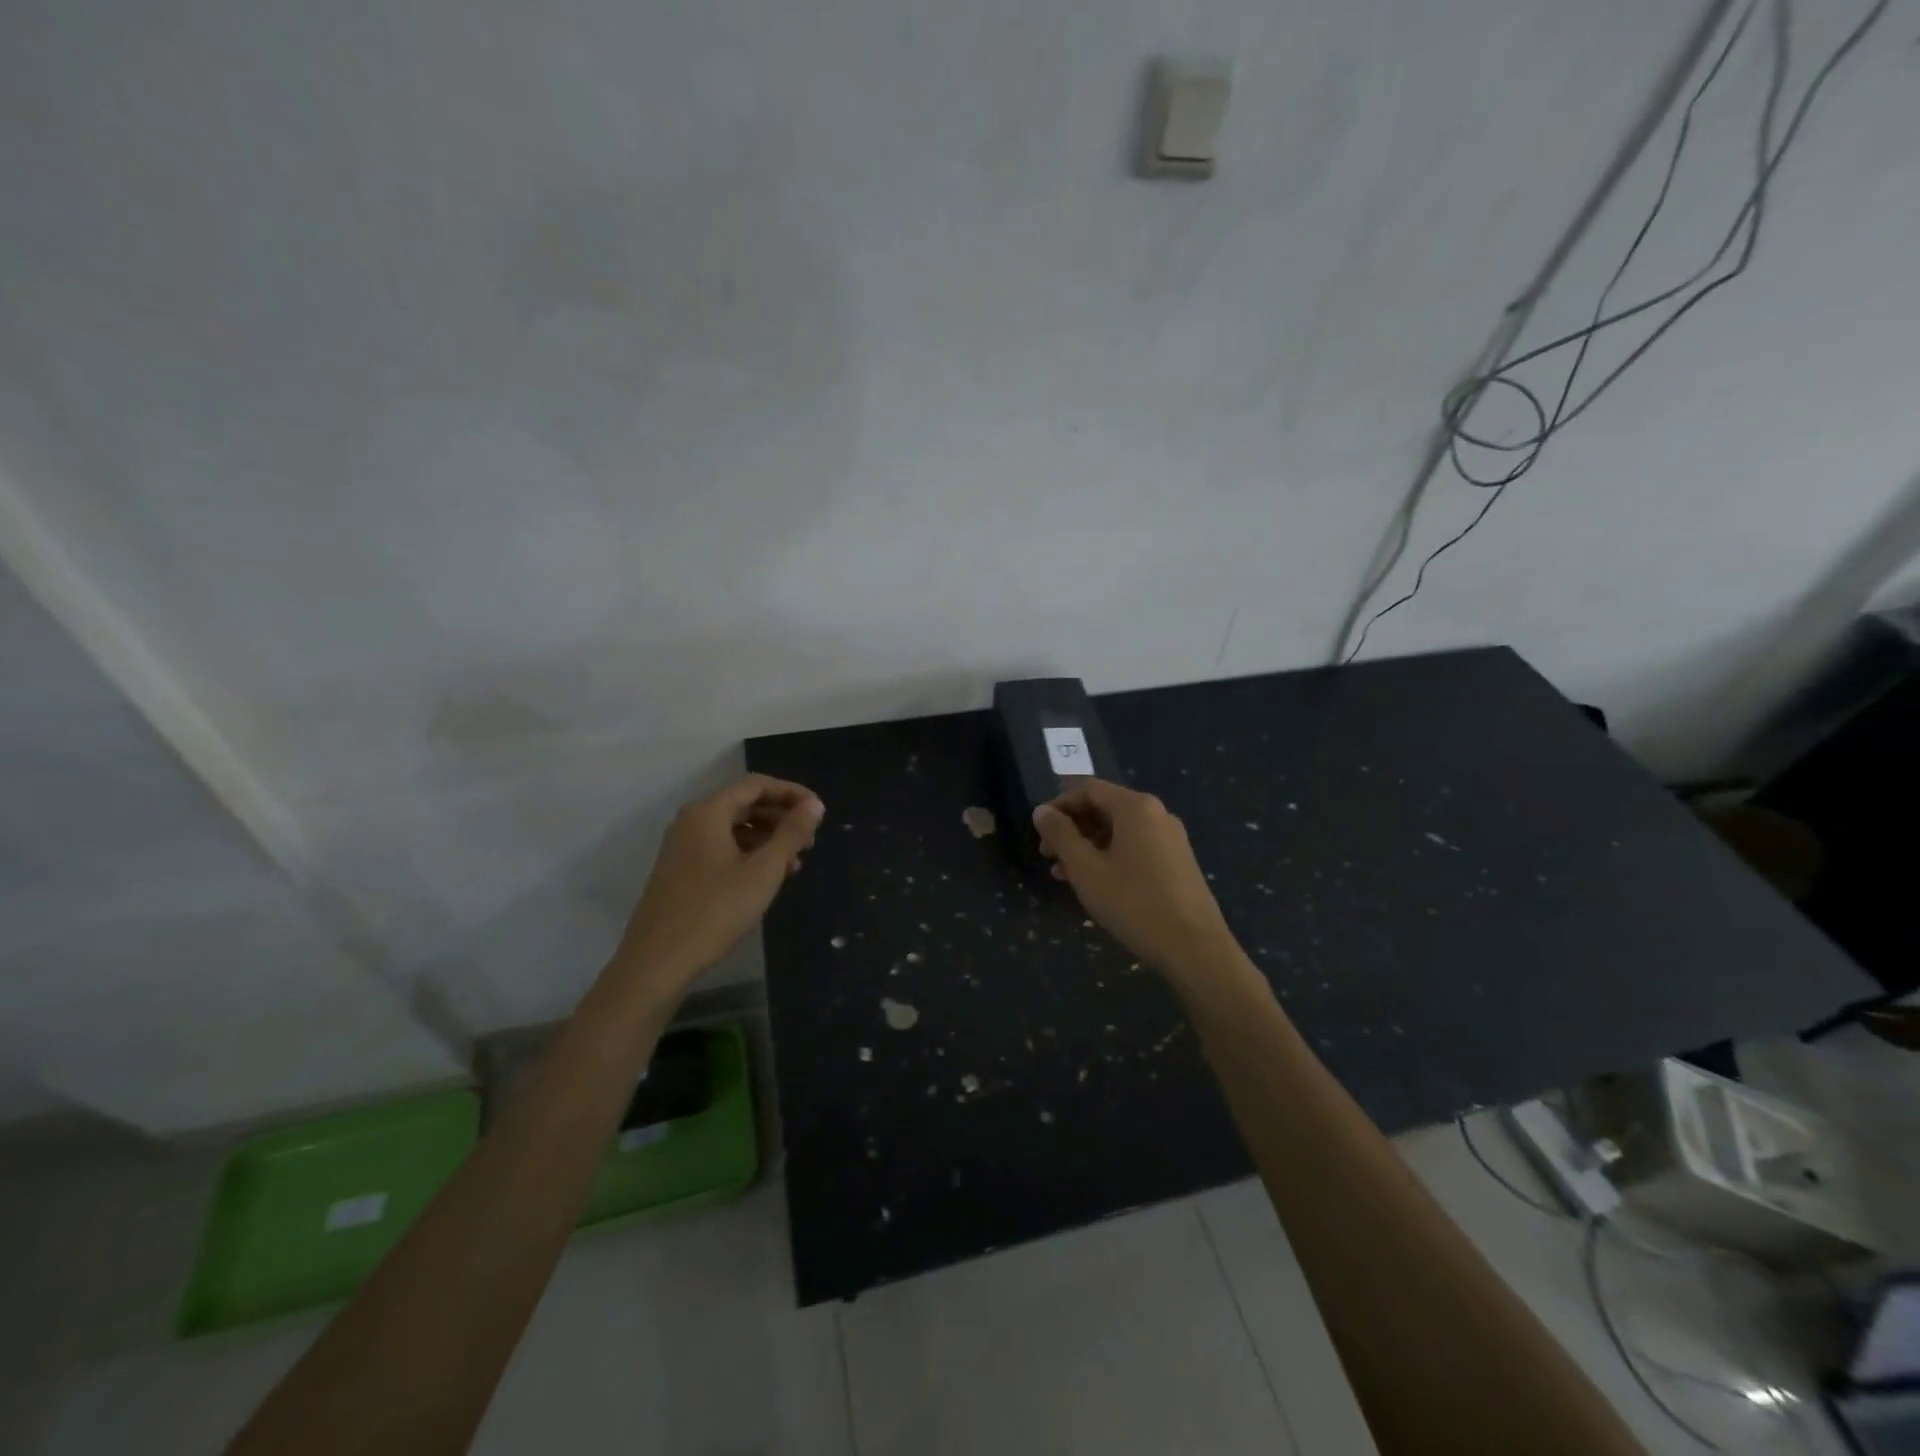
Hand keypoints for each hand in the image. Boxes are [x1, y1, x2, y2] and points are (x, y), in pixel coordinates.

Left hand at [614, 774, 824, 994]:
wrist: (657, 961)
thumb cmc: (715, 911)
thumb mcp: (763, 871)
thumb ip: (791, 834)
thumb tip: (814, 805)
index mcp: (708, 812)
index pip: (756, 785)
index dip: (791, 793)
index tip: (819, 811)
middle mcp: (692, 821)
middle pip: (744, 804)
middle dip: (780, 817)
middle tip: (811, 839)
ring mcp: (683, 846)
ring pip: (733, 828)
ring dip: (767, 838)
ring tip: (795, 863)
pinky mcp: (681, 870)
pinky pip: (721, 847)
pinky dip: (748, 854)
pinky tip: (767, 878)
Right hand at [1033, 779, 1236, 976]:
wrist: (1194, 947)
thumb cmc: (1133, 902)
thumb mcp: (1086, 869)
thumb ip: (1060, 835)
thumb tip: (1042, 811)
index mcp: (1136, 807)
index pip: (1088, 789)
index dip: (1059, 805)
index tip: (1038, 830)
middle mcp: (1157, 814)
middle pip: (1105, 808)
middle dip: (1072, 829)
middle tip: (1048, 855)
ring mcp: (1171, 839)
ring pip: (1119, 831)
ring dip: (1088, 847)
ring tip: (1065, 875)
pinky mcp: (1178, 863)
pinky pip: (1136, 848)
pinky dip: (1110, 857)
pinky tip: (1096, 885)